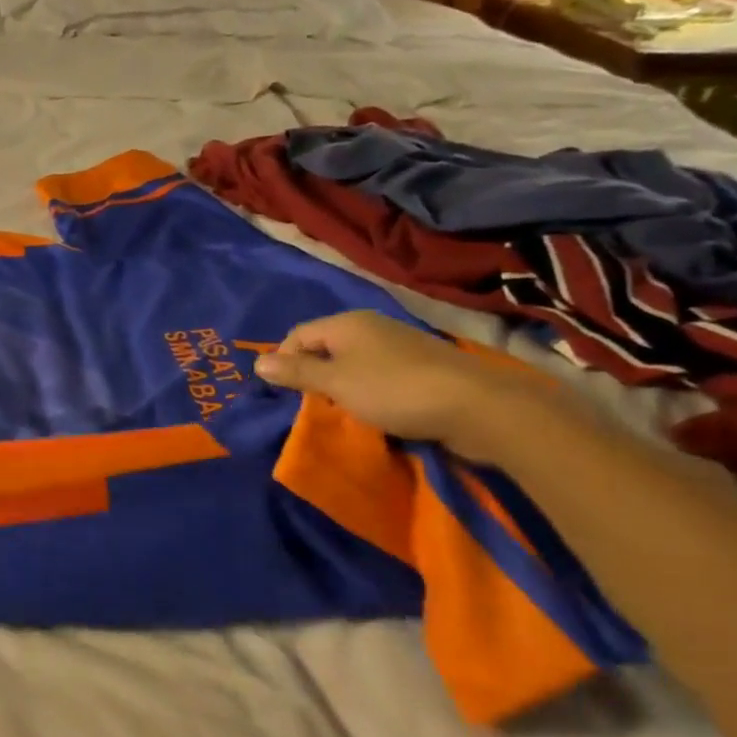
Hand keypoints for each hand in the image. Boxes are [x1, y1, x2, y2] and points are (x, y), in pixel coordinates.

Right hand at [254, 310, 561, 460]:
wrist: (479, 407)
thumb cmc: (394, 389)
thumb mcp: (335, 383)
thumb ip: (296, 373)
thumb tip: (257, 362)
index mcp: (347, 323)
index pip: (298, 335)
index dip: (284, 361)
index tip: (283, 393)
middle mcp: (372, 327)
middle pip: (326, 348)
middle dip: (313, 376)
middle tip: (311, 406)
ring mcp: (400, 346)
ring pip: (353, 364)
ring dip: (342, 387)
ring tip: (342, 413)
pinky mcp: (422, 368)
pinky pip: (380, 377)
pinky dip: (370, 393)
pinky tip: (375, 413)